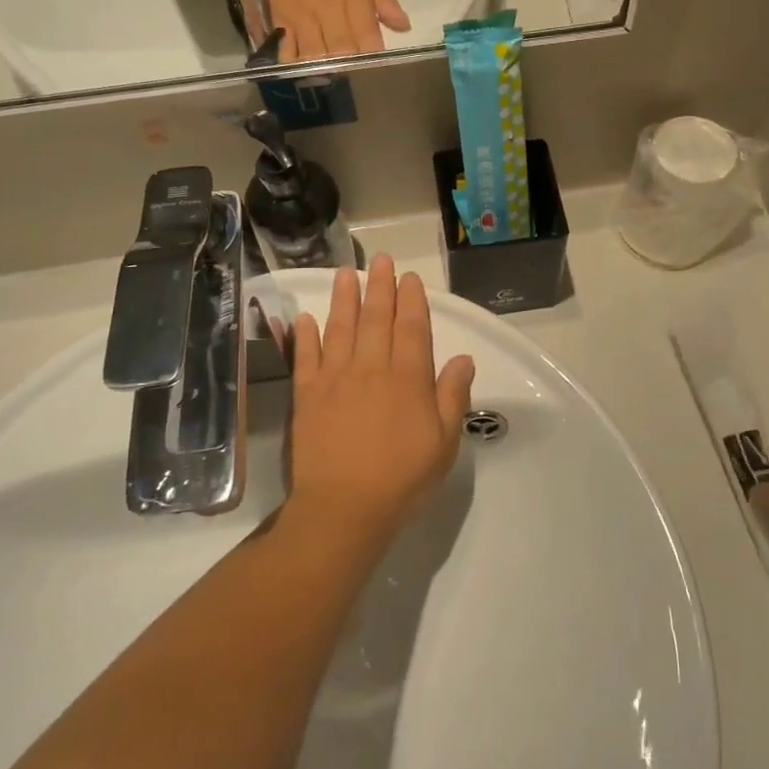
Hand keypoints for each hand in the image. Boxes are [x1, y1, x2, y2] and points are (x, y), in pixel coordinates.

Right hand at [263, 0, 409, 60]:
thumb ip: (386, 2)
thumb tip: (405, 28)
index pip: (368, 37)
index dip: (373, 57)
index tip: (375, 67)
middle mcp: (329, 10)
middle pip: (341, 51)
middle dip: (350, 67)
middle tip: (352, 74)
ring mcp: (302, 17)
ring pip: (315, 55)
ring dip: (324, 69)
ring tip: (330, 74)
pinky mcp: (280, 20)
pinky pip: (287, 51)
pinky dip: (296, 64)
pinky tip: (303, 68)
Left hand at [286, 256, 475, 536]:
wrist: (344, 508)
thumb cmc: (402, 478)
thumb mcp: (443, 442)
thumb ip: (452, 396)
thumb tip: (463, 358)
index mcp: (407, 378)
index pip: (412, 328)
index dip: (411, 300)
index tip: (409, 278)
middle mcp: (371, 368)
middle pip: (376, 318)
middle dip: (380, 287)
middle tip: (380, 260)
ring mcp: (335, 379)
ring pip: (340, 328)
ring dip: (343, 298)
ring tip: (344, 273)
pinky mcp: (307, 395)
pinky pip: (305, 357)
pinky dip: (305, 336)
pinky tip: (305, 318)